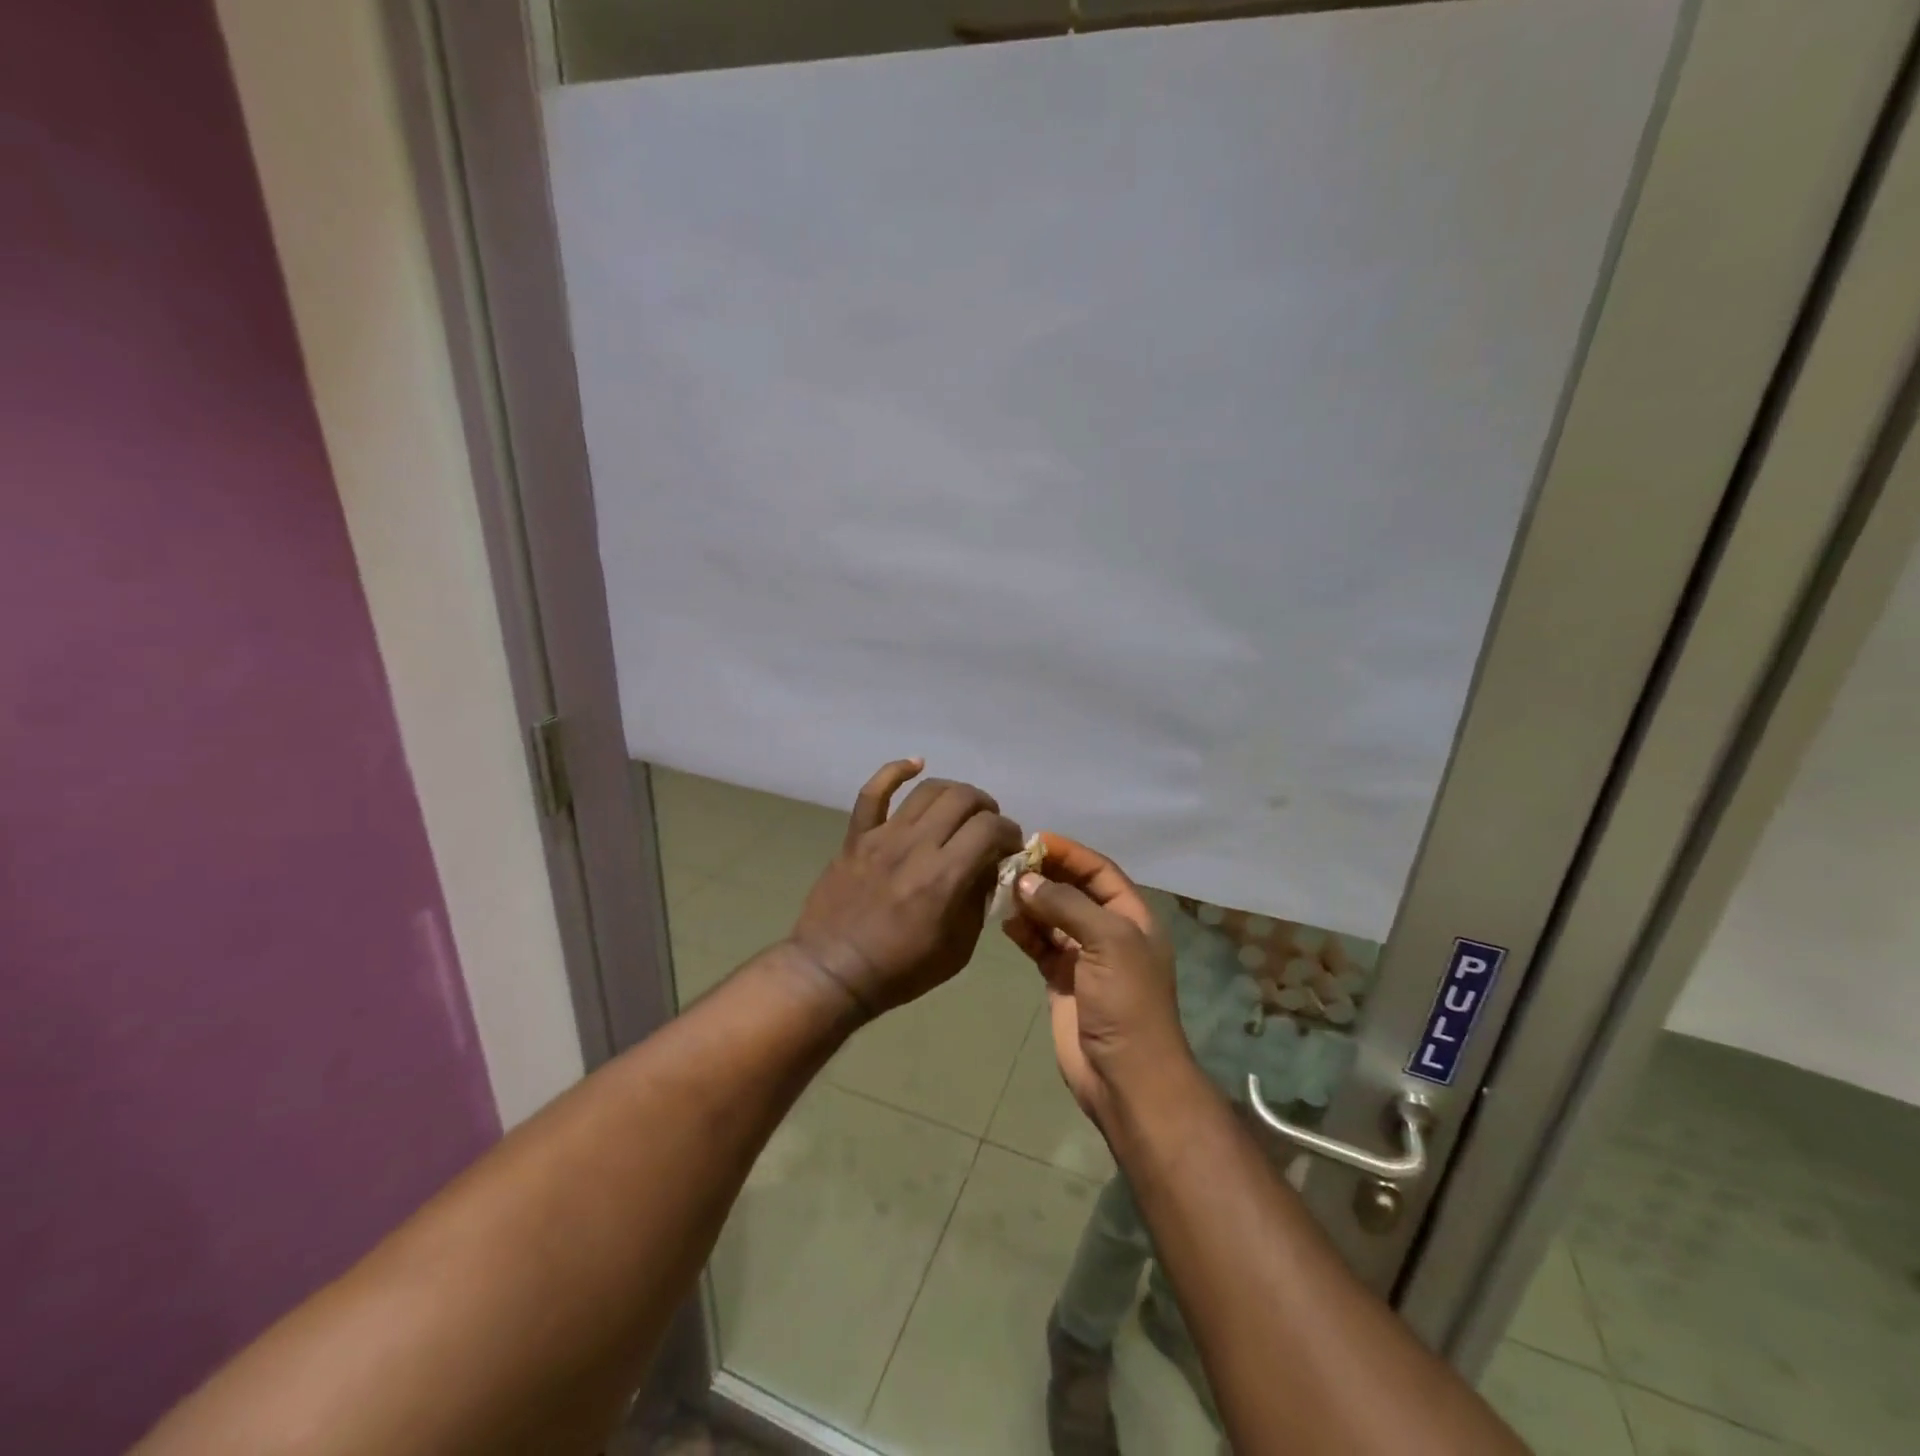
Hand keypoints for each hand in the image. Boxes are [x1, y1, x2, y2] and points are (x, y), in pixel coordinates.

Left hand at [788, 759, 1024, 1017]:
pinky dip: (896, 770)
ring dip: (955, 792)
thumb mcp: (958, 949)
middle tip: (989, 828)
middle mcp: (916, 846)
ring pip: (928, 790)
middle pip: (963, 799)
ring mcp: (883, 836)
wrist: (834, 971)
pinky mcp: (857, 836)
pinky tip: (915, 764)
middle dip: (987, 808)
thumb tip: (989, 867)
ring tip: (962, 807)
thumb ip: (978, 901)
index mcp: (945, 877)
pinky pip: (873, 792)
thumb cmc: (901, 969)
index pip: (990, 829)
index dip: (1010, 832)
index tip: (1010, 847)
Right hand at [1003, 833, 1192, 1127]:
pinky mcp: (1062, 980)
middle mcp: (1108, 931)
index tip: (1035, 840)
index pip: (1100, 871)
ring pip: (1053, 917)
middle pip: (1074, 891)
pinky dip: (1024, 932)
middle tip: (1009, 863)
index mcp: (1132, 917)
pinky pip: (1040, 945)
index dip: (1071, 853)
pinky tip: (1005, 922)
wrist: (1125, 1077)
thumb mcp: (1108, 942)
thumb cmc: (1126, 1002)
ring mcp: (1084, 957)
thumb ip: (1067, 906)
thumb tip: (1026, 880)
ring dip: (1030, 902)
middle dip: (1045, 875)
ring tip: (1001, 889)